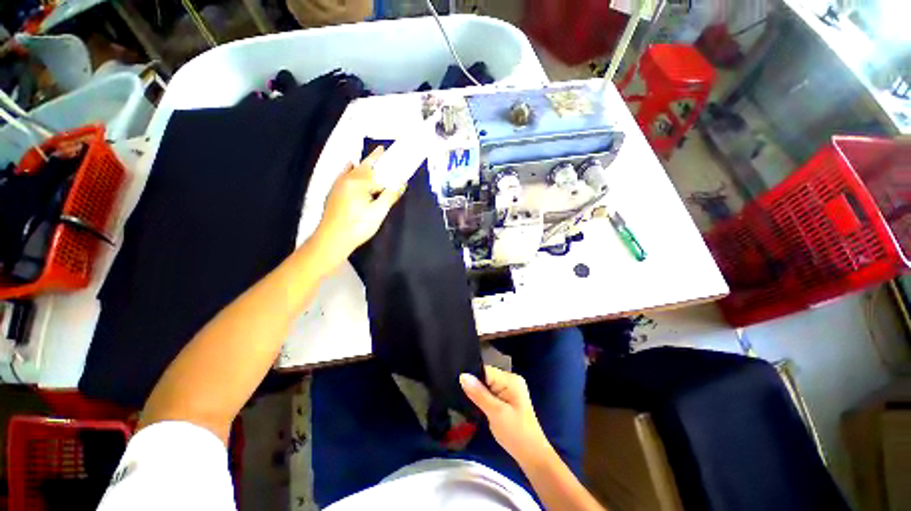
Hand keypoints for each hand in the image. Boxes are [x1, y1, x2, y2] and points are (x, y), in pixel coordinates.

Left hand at [312, 147, 404, 264]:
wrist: (332, 239)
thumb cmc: (358, 226)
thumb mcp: (378, 212)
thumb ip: (390, 195)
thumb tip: (402, 182)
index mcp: (359, 182)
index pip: (376, 170)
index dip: (384, 163)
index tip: (388, 152)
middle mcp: (347, 179)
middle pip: (363, 166)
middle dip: (373, 159)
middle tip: (381, 151)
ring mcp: (338, 185)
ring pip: (352, 170)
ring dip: (362, 165)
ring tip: (370, 162)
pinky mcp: (333, 193)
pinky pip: (343, 175)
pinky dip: (349, 170)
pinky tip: (349, 168)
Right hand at [460, 366, 551, 465]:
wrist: (533, 456)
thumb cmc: (516, 434)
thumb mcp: (496, 413)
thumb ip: (479, 394)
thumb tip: (462, 376)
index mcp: (511, 379)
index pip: (485, 370)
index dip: (472, 377)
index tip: (457, 385)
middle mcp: (510, 380)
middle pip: (486, 377)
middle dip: (474, 386)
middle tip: (459, 395)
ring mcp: (509, 390)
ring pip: (486, 386)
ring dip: (478, 394)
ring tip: (464, 400)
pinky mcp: (507, 399)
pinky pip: (490, 393)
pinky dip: (483, 399)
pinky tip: (475, 406)